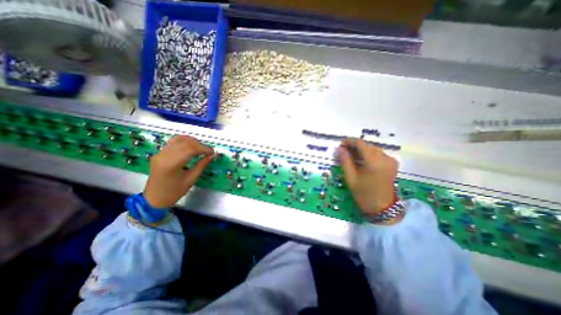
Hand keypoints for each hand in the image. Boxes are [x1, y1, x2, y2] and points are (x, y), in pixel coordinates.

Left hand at [144, 134, 214, 207]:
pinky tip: (191, 145)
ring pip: (179, 139)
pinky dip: (184, 141)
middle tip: (208, 151)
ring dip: (193, 141)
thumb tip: (213, 155)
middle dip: (199, 145)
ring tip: (201, 148)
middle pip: (185, 143)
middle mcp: (163, 155)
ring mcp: (160, 153)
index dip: (203, 148)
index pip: (190, 149)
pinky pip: (173, 142)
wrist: (154, 198)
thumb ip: (202, 165)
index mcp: (171, 164)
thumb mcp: (191, 179)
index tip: (212, 152)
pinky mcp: (159, 153)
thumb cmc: (174, 192)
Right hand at [337, 139, 398, 214]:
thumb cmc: (363, 194)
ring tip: (351, 156)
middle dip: (354, 146)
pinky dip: (368, 154)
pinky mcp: (392, 163)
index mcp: (374, 161)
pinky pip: (378, 154)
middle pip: (367, 145)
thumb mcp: (350, 178)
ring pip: (372, 149)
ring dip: (361, 150)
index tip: (340, 144)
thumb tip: (339, 148)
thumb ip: (344, 161)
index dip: (349, 141)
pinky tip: (361, 161)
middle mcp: (384, 157)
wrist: (382, 208)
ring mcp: (390, 160)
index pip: (360, 143)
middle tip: (343, 152)